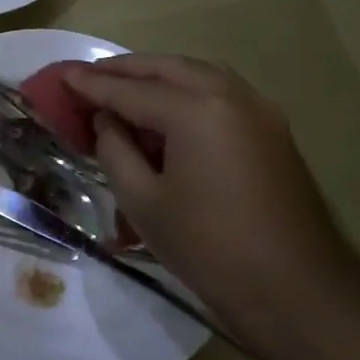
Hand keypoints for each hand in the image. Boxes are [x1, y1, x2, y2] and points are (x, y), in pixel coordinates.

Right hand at [64, 55, 359, 342]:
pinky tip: (166, 111)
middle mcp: (230, 96)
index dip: (92, 85)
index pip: (131, 90)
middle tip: (89, 77)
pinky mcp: (272, 130)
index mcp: (196, 110)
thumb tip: (107, 121)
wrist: (297, 292)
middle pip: (167, 68)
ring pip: (198, 73)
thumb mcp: (143, 201)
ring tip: (123, 88)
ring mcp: (259, 110)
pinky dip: (186, 90)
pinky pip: (220, 92)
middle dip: (125, 69)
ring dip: (158, 75)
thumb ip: (115, 150)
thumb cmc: (209, 248)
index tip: (62, 77)